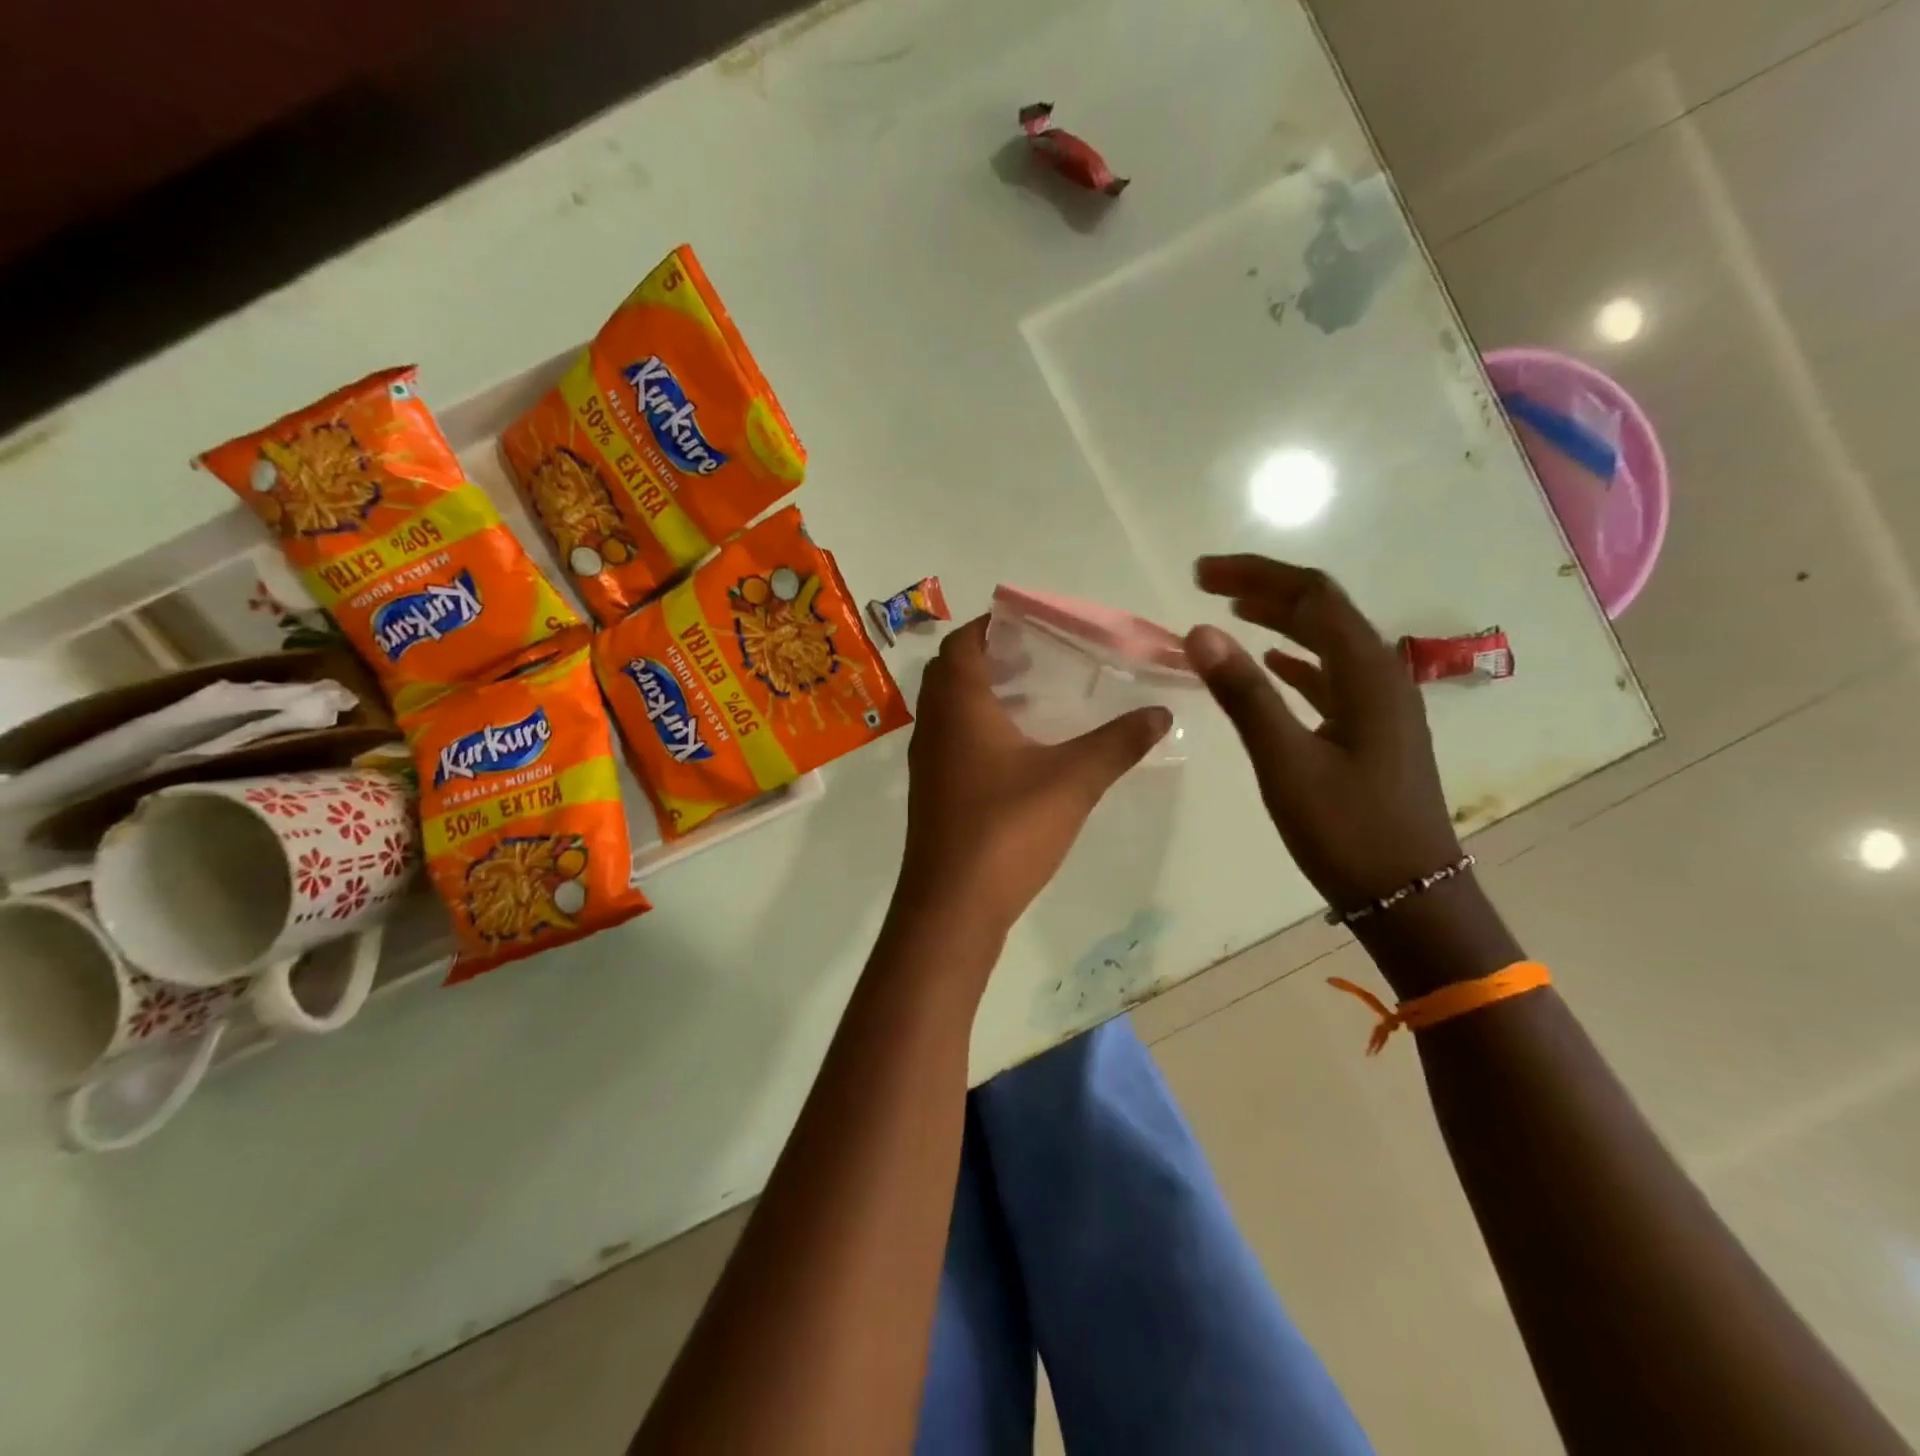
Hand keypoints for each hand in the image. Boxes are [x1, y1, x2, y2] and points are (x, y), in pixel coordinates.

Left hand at [899, 617, 1171, 937]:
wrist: (952, 906)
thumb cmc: (1007, 829)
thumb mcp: (1073, 780)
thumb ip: (1118, 743)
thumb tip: (1160, 713)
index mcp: (958, 705)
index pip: (961, 643)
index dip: (991, 626)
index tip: (1031, 624)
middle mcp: (934, 725)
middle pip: (951, 672)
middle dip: (990, 657)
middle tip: (1037, 658)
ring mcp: (928, 762)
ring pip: (949, 709)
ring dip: (983, 695)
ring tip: (1034, 697)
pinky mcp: (933, 793)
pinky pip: (951, 740)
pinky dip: (978, 729)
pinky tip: (1019, 751)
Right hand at [1186, 555, 1461, 911]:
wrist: (1409, 897)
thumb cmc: (1347, 830)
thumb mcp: (1286, 762)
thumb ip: (1244, 694)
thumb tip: (1200, 631)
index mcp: (1366, 673)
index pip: (1310, 596)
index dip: (1255, 574)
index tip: (1200, 574)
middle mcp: (1380, 676)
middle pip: (1322, 610)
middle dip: (1265, 588)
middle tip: (1207, 583)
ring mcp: (1380, 705)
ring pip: (1327, 641)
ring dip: (1280, 619)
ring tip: (1232, 611)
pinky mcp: (1371, 732)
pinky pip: (1330, 676)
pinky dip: (1296, 660)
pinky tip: (1273, 662)